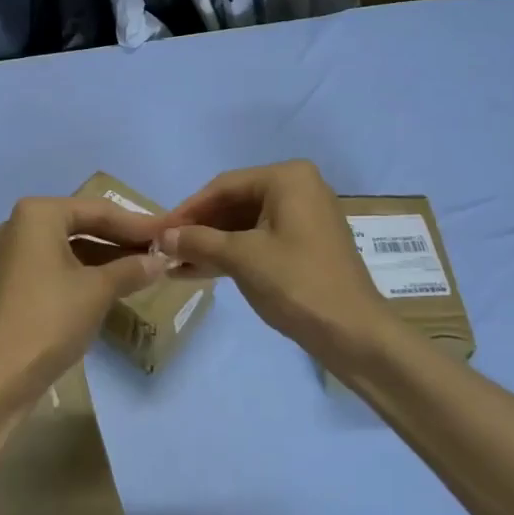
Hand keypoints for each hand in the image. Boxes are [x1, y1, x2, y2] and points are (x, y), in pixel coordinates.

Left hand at [0, 197, 166, 409]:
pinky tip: (118, 281)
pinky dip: (88, 270)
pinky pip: (60, 262)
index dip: (137, 224)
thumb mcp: (99, 290)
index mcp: (39, 213)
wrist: (3, 374)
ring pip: (73, 245)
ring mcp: (18, 252)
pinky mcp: (18, 278)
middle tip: (161, 249)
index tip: (169, 233)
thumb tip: (161, 260)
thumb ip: (132, 269)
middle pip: (84, 224)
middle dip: (122, 238)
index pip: (98, 210)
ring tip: (147, 266)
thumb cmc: (52, 318)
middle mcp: (23, 224)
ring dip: (108, 255)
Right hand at [158, 161, 381, 352]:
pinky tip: (198, 270)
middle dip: (199, 228)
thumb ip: (198, 241)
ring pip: (244, 224)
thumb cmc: (298, 284)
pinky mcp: (304, 246)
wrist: (355, 336)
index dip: (188, 209)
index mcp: (287, 178)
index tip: (158, 230)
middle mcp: (298, 188)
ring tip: (175, 262)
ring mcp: (303, 218)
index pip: (224, 186)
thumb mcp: (241, 258)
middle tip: (165, 248)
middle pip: (234, 203)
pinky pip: (258, 240)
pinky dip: (230, 254)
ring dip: (210, 244)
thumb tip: (161, 236)